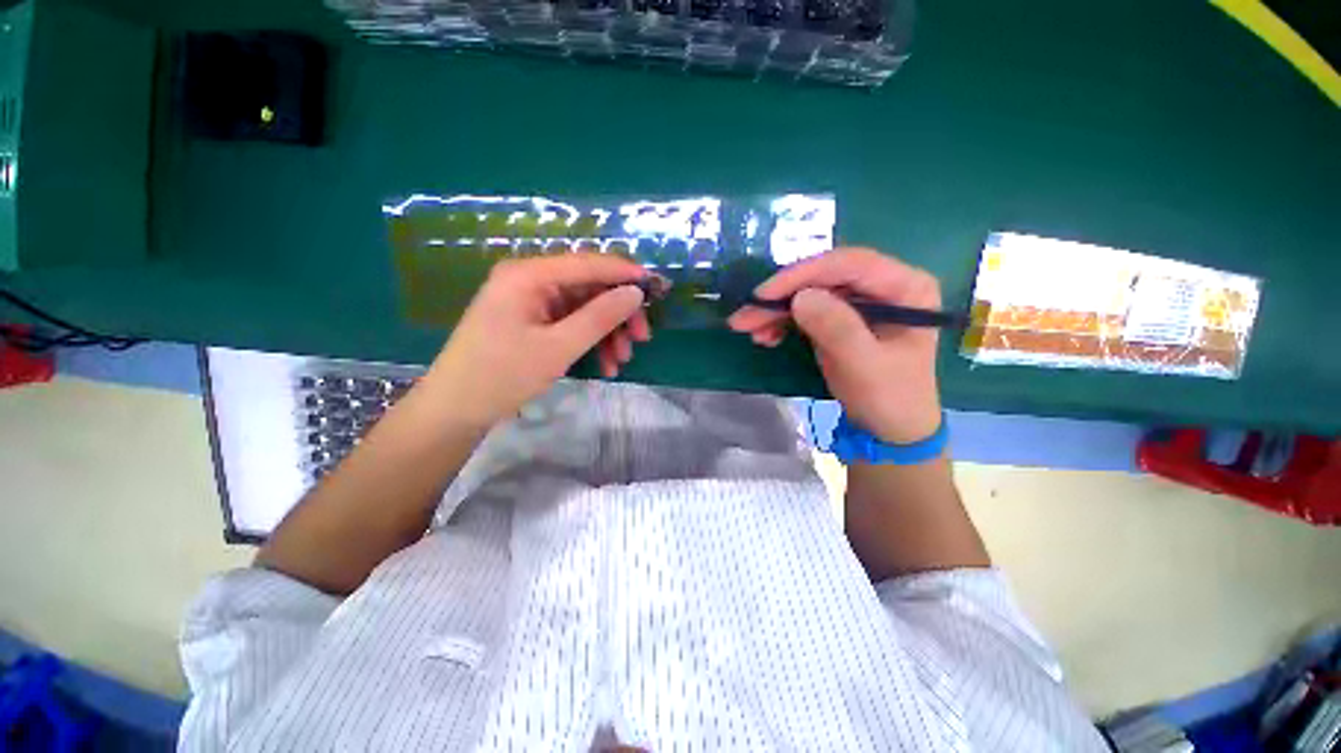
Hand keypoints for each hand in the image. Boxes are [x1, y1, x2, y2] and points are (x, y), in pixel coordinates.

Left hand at [425, 254, 650, 427]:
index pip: (588, 263)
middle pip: (589, 286)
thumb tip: (635, 292)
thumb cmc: (502, 375)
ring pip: (584, 308)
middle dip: (618, 312)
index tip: (657, 288)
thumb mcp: (558, 347)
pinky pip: (571, 324)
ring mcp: (531, 301)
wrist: (456, 410)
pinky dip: (591, 341)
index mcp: (528, 274)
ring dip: (607, 332)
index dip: (625, 274)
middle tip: (642, 337)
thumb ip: (599, 317)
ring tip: (622, 360)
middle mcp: (530, 279)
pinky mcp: (532, 321)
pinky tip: (605, 365)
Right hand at [727, 248, 941, 443]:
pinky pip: (807, 310)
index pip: (849, 264)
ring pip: (810, 293)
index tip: (764, 294)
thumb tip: (800, 297)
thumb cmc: (888, 398)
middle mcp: (884, 285)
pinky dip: (783, 321)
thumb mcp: (864, 366)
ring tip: (748, 328)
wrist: (891, 428)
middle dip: (782, 295)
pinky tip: (766, 336)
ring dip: (777, 310)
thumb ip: (836, 328)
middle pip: (825, 277)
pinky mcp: (842, 317)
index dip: (803, 275)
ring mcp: (861, 301)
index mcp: (906, 286)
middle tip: (744, 315)